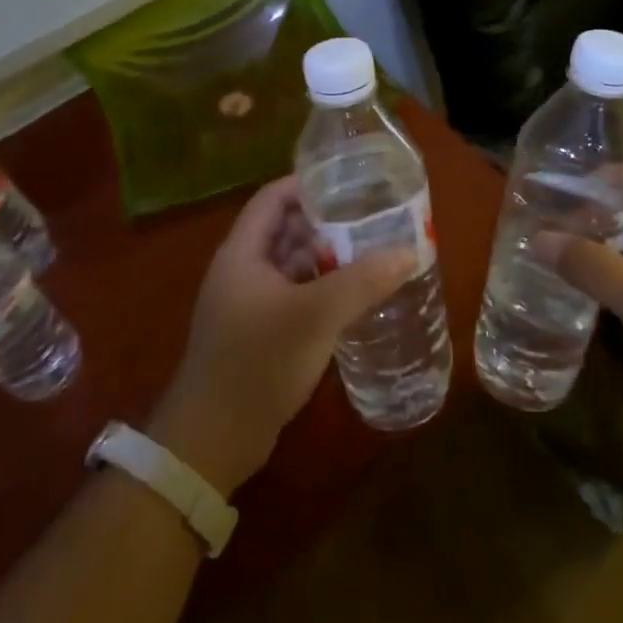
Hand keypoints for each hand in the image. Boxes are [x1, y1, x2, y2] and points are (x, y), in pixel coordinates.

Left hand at [148, 175, 413, 493]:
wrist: (213, 442)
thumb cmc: (257, 364)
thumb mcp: (314, 317)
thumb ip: (362, 282)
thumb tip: (408, 251)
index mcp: (242, 253)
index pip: (273, 198)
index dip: (307, 184)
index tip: (349, 181)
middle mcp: (242, 271)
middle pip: (286, 230)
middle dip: (326, 222)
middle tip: (373, 216)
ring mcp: (249, 305)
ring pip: (293, 266)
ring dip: (327, 258)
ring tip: (373, 251)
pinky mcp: (260, 334)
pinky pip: (295, 296)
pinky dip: (322, 289)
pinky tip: (355, 296)